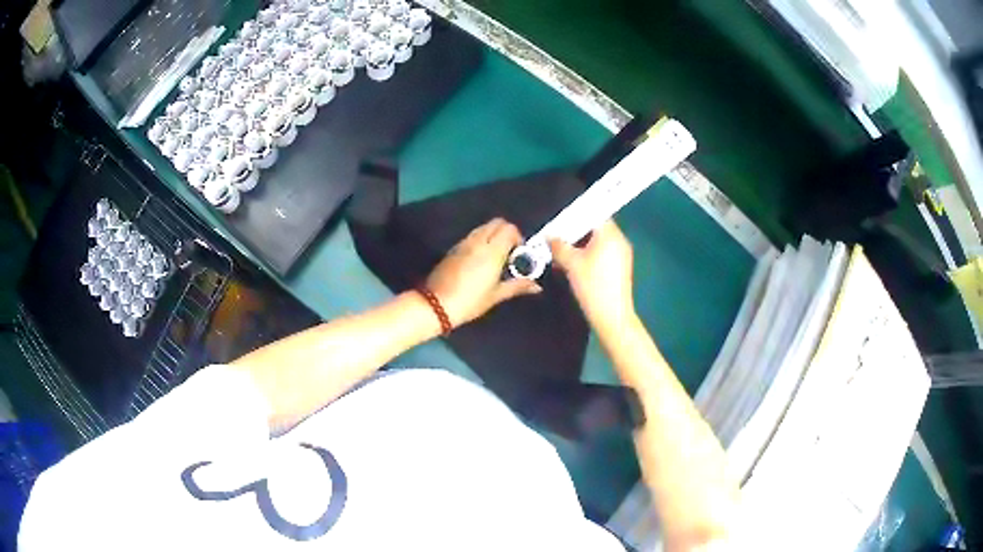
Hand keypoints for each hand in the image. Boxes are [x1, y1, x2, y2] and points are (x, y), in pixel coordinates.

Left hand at [426, 218, 541, 326]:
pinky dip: (481, 240)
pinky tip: (481, 260)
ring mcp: (464, 243)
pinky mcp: (454, 248)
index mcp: (492, 251)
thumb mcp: (496, 295)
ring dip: (493, 235)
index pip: (509, 229)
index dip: (518, 238)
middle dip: (507, 232)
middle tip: (510, 253)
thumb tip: (537, 286)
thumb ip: (517, 285)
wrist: (436, 304)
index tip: (519, 254)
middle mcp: (478, 241)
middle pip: (497, 223)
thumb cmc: (470, 302)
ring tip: (496, 257)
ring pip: (484, 227)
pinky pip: (472, 235)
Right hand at [549, 220, 635, 327]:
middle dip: (576, 231)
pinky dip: (589, 254)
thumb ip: (558, 246)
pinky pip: (603, 253)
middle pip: (596, 227)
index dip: (576, 215)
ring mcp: (622, 254)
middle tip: (558, 236)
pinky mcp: (620, 267)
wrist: (611, 316)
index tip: (560, 220)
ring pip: (599, 241)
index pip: (594, 214)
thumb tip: (549, 236)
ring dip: (581, 244)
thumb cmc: (592, 286)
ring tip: (563, 252)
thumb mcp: (571, 264)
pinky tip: (575, 264)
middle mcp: (620, 240)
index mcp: (611, 234)